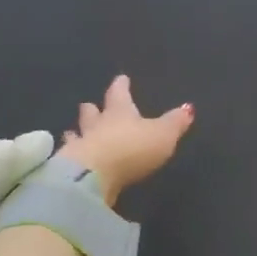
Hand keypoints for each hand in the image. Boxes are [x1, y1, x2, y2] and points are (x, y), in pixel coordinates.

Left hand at [60, 75, 193, 205]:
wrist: (93, 177)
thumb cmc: (132, 149)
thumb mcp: (162, 134)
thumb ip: (174, 122)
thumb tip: (189, 107)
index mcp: (120, 112)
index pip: (120, 94)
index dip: (121, 86)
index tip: (121, 78)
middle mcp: (97, 125)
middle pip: (92, 113)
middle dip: (92, 109)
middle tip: (89, 104)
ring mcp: (80, 146)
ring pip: (76, 135)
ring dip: (76, 132)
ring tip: (71, 132)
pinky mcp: (69, 169)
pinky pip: (69, 159)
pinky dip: (69, 157)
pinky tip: (67, 160)